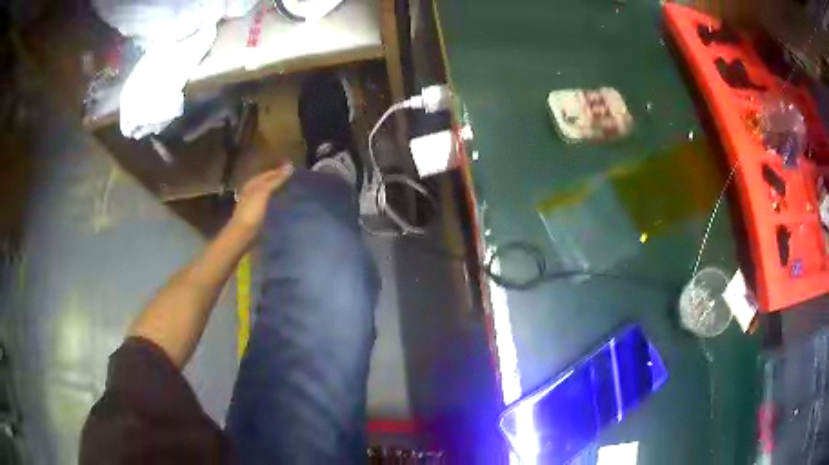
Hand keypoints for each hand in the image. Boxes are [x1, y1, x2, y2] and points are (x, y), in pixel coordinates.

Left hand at [231, 165, 293, 236]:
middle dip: (277, 180)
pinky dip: (274, 202)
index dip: (279, 171)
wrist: (241, 236)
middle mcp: (251, 192)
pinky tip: (280, 206)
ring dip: (276, 191)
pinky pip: (267, 204)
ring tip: (289, 192)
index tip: (293, 170)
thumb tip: (290, 166)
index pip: (267, 174)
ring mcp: (252, 205)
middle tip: (293, 180)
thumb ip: (276, 180)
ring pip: (266, 193)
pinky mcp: (255, 216)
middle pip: (265, 183)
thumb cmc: (251, 212)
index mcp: (252, 184)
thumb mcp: (263, 192)